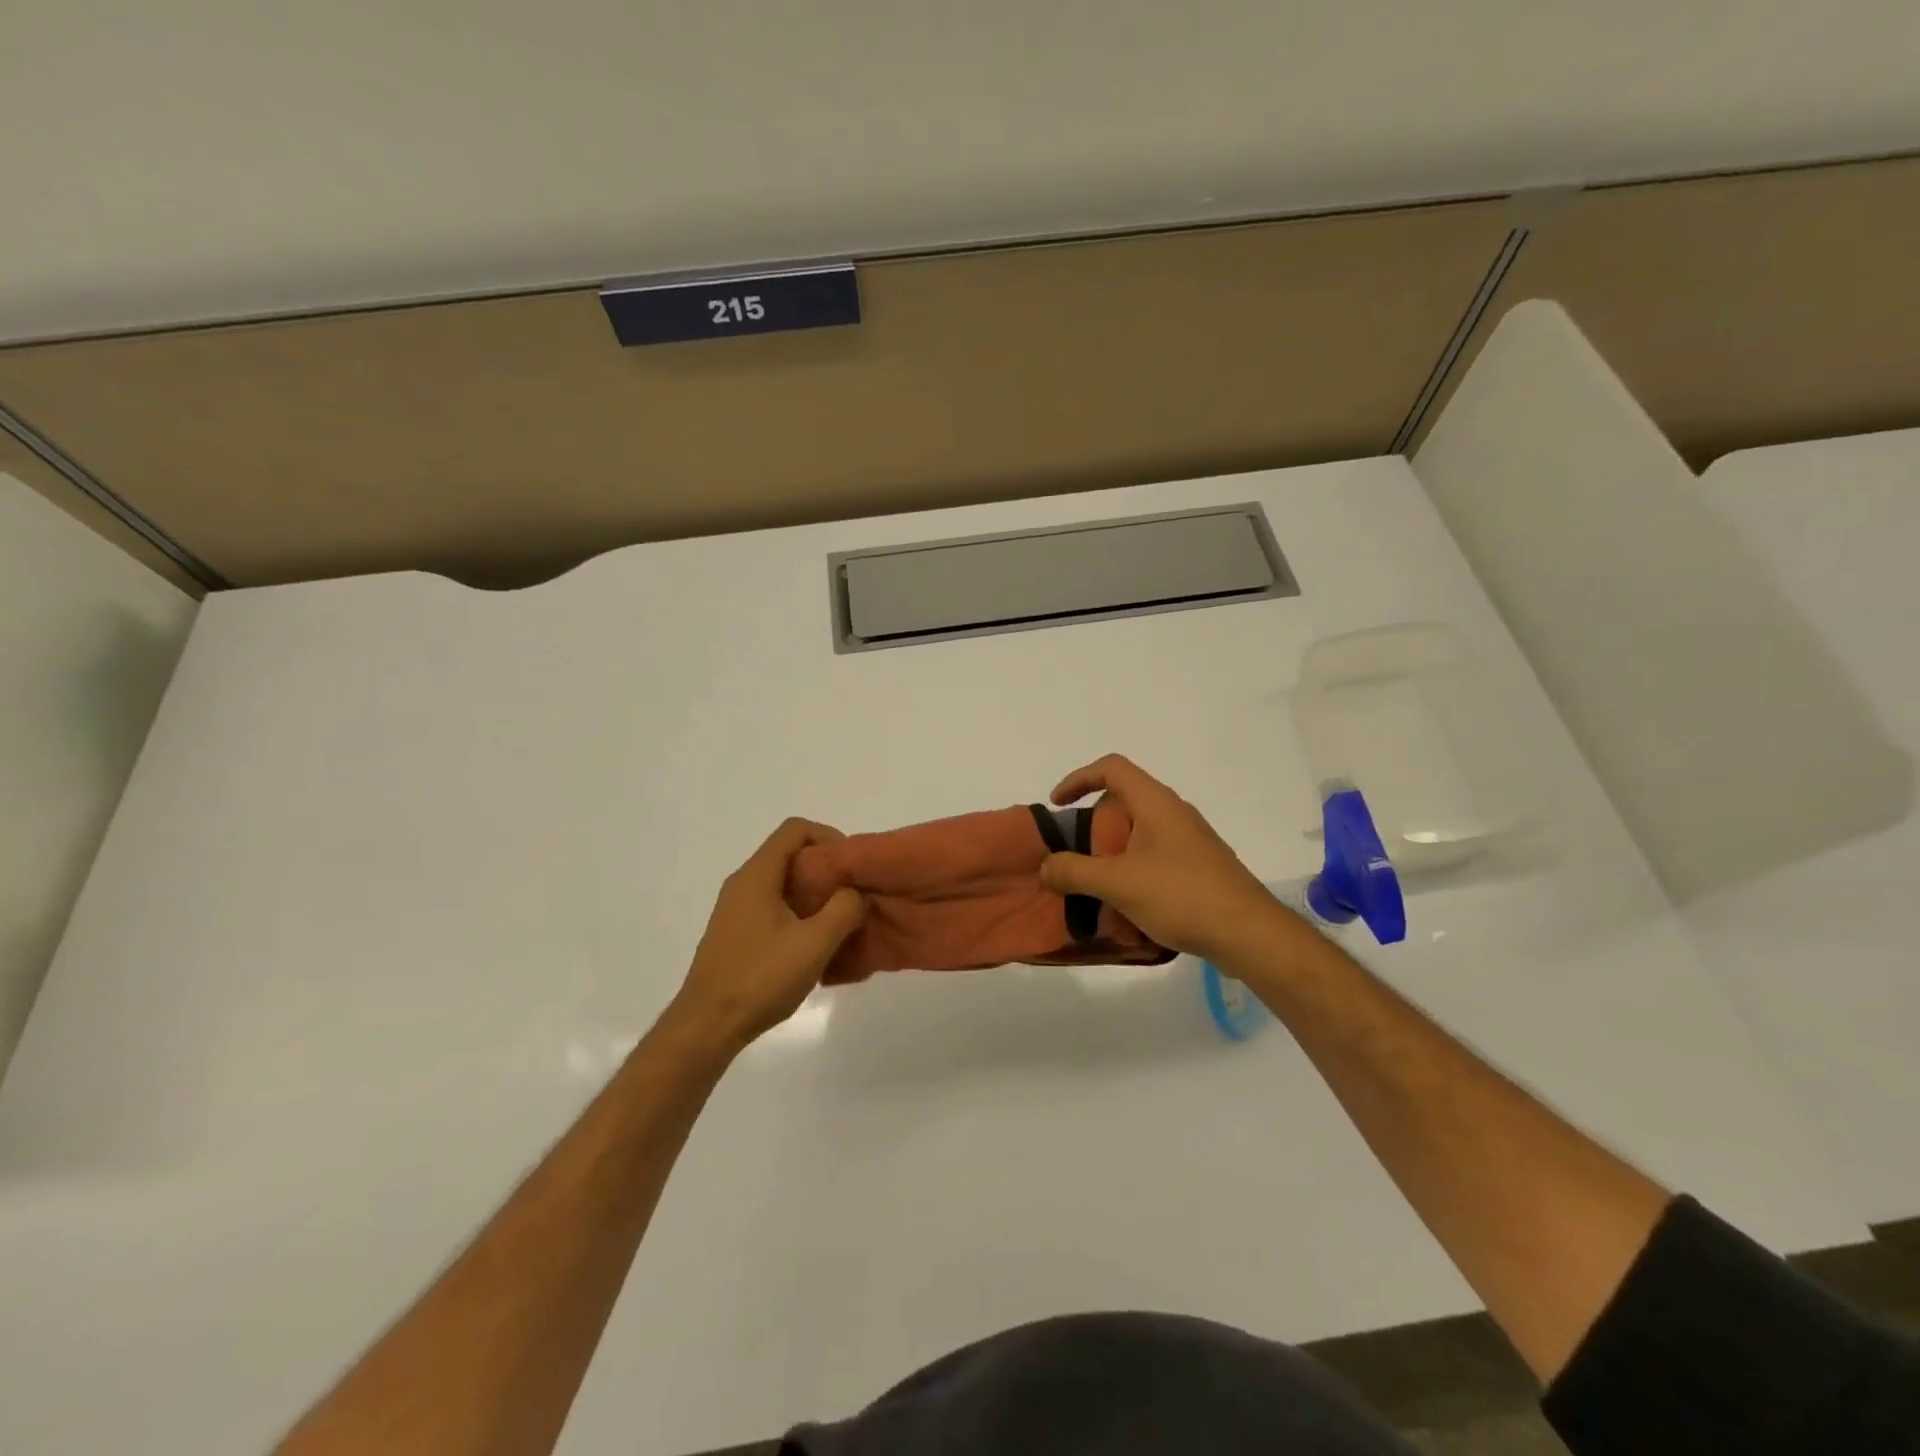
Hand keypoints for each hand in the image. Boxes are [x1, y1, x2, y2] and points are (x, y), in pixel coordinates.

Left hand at [669, 819, 865, 1051]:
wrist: (707, 1027)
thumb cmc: (760, 979)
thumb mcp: (815, 943)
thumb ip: (844, 909)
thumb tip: (853, 894)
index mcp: (757, 875)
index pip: (795, 829)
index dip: (828, 836)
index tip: (850, 865)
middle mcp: (743, 884)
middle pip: (789, 856)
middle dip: (825, 869)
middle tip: (853, 895)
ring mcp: (735, 911)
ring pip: (782, 885)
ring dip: (814, 896)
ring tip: (840, 923)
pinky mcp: (735, 935)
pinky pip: (773, 908)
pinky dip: (798, 915)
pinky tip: (814, 948)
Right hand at [1039, 754, 1296, 966]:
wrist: (1249, 933)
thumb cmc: (1181, 895)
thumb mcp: (1118, 883)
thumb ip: (1075, 871)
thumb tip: (1046, 865)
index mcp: (1155, 802)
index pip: (1111, 768)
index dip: (1078, 778)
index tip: (1057, 805)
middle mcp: (1174, 813)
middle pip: (1123, 802)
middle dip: (1093, 827)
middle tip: (1075, 856)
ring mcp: (1190, 841)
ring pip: (1139, 834)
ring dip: (1112, 854)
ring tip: (1095, 886)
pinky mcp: (1199, 867)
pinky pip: (1155, 858)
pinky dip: (1132, 872)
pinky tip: (1128, 908)